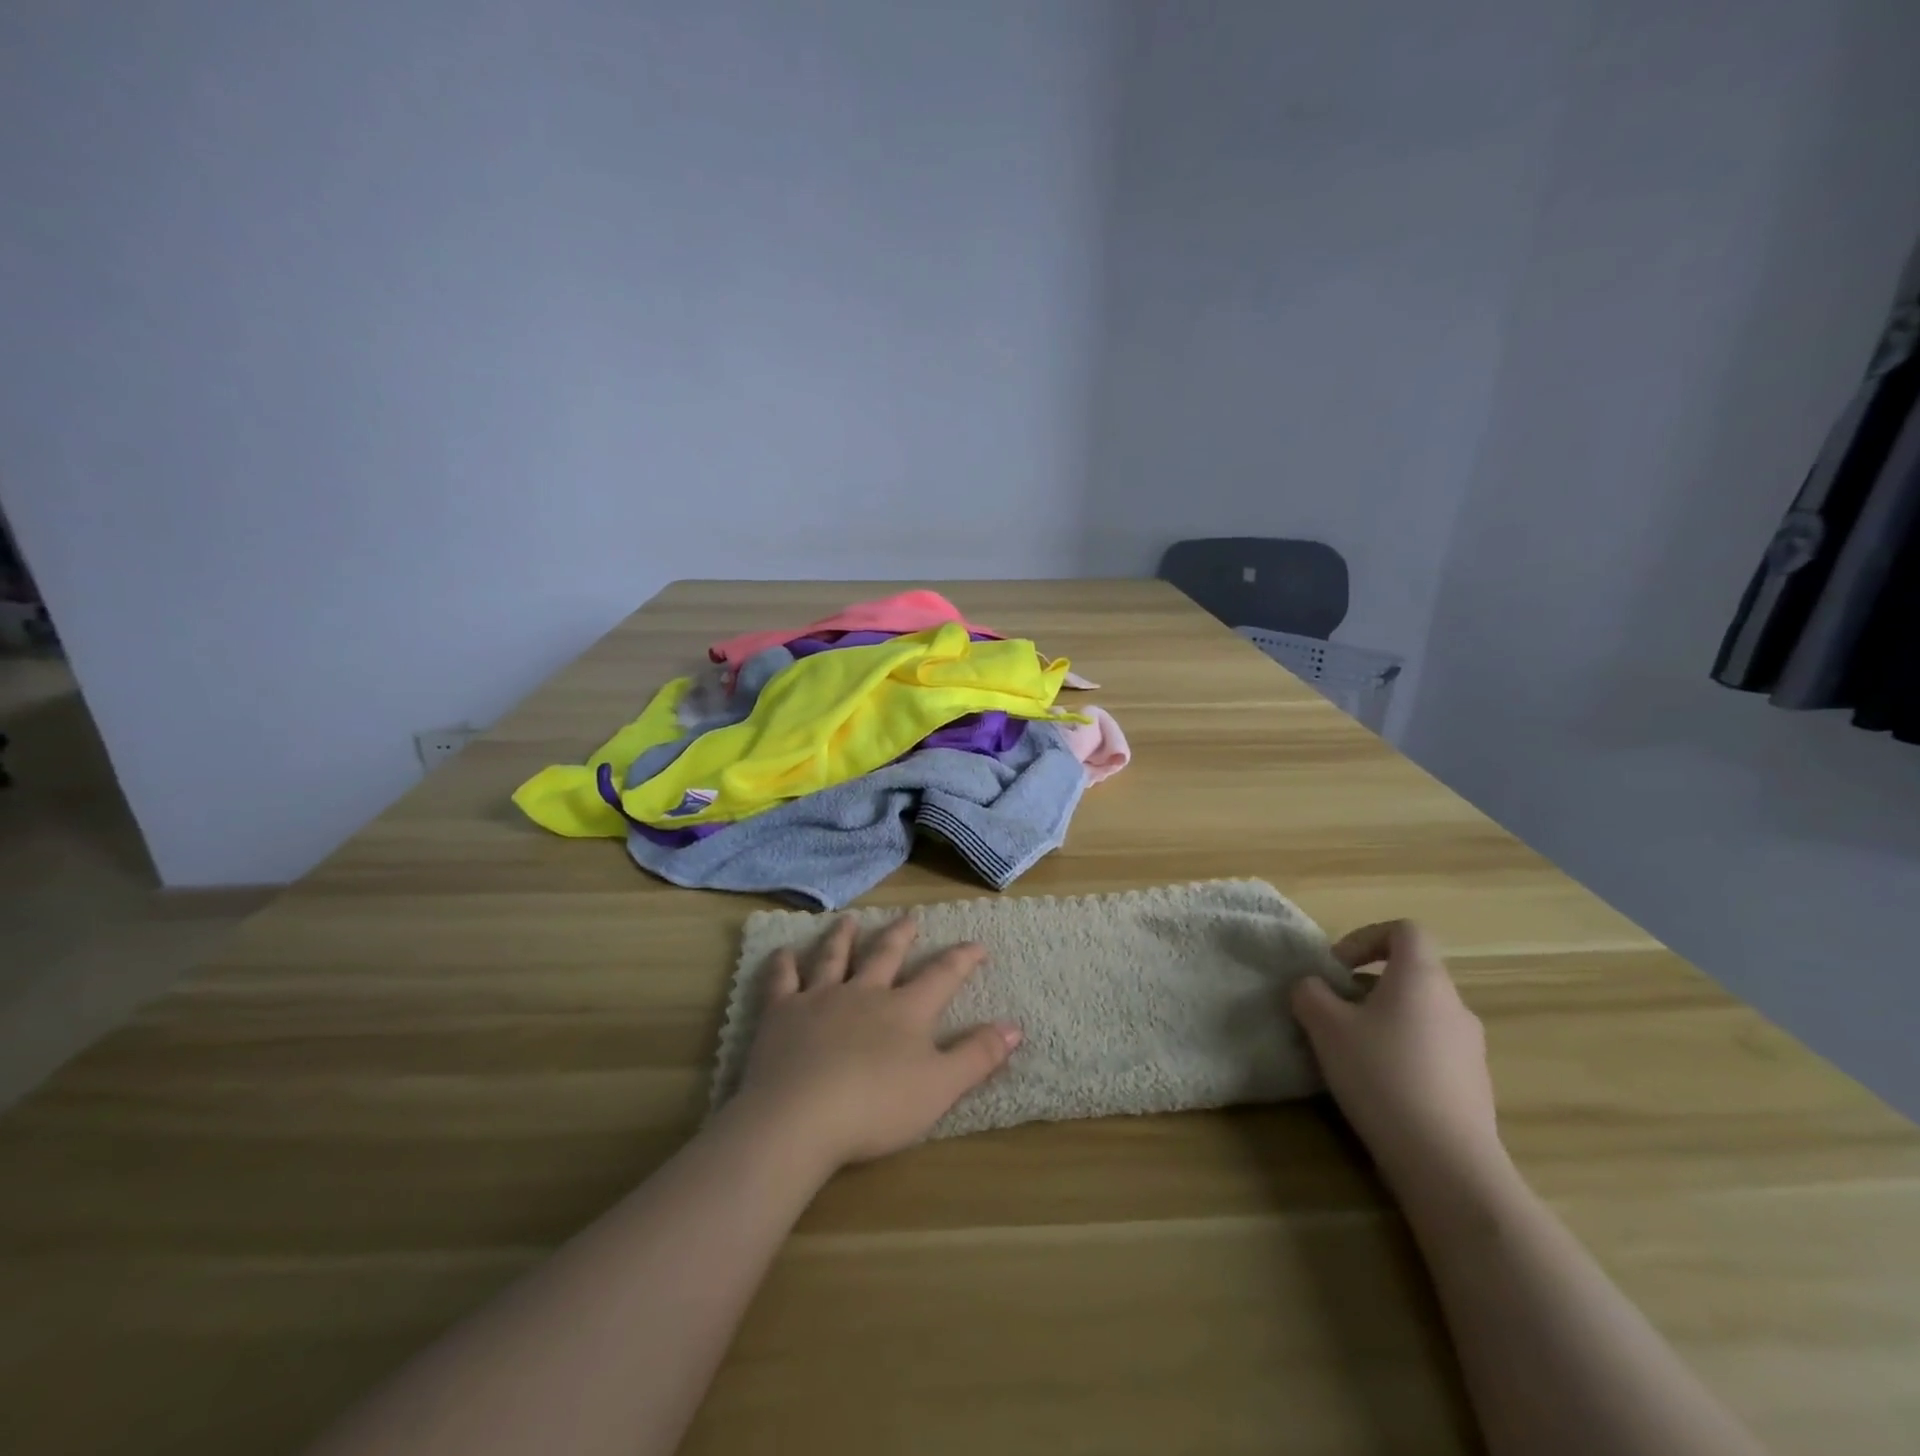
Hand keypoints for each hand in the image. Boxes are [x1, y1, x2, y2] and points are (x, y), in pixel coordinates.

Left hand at [731, 915, 1021, 1172]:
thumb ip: (978, 1055)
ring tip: (849, 920)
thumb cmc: (877, 1106)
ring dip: (843, 937)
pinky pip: (782, 980)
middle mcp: (864, 992)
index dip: (962, 958)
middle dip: (901, 935)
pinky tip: (782, 952)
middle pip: (886, 955)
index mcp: (905, 1010)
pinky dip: (783, 964)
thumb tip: (1015, 1026)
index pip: (941, 976)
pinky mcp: (781, 1013)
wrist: (800, 1117)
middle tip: (909, 917)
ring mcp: (820, 998)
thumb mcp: (941, 1087)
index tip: (977, 944)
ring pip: (834, 957)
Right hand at [1291, 920, 1506, 1194]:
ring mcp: (1470, 1047)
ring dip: (1382, 1020)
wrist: (1446, 1161)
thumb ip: (1310, 994)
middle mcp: (1454, 1004)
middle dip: (1366, 986)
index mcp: (1422, 978)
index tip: (1336, 967)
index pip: (1405, 931)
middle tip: (1333, 1012)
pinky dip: (1402, 1052)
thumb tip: (1313, 987)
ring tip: (1350, 1052)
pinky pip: (1431, 1049)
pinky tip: (1379, 1086)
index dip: (1366, 938)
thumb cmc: (1381, 1075)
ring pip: (1419, 1014)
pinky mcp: (1474, 1085)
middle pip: (1409, 974)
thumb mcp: (1325, 1026)